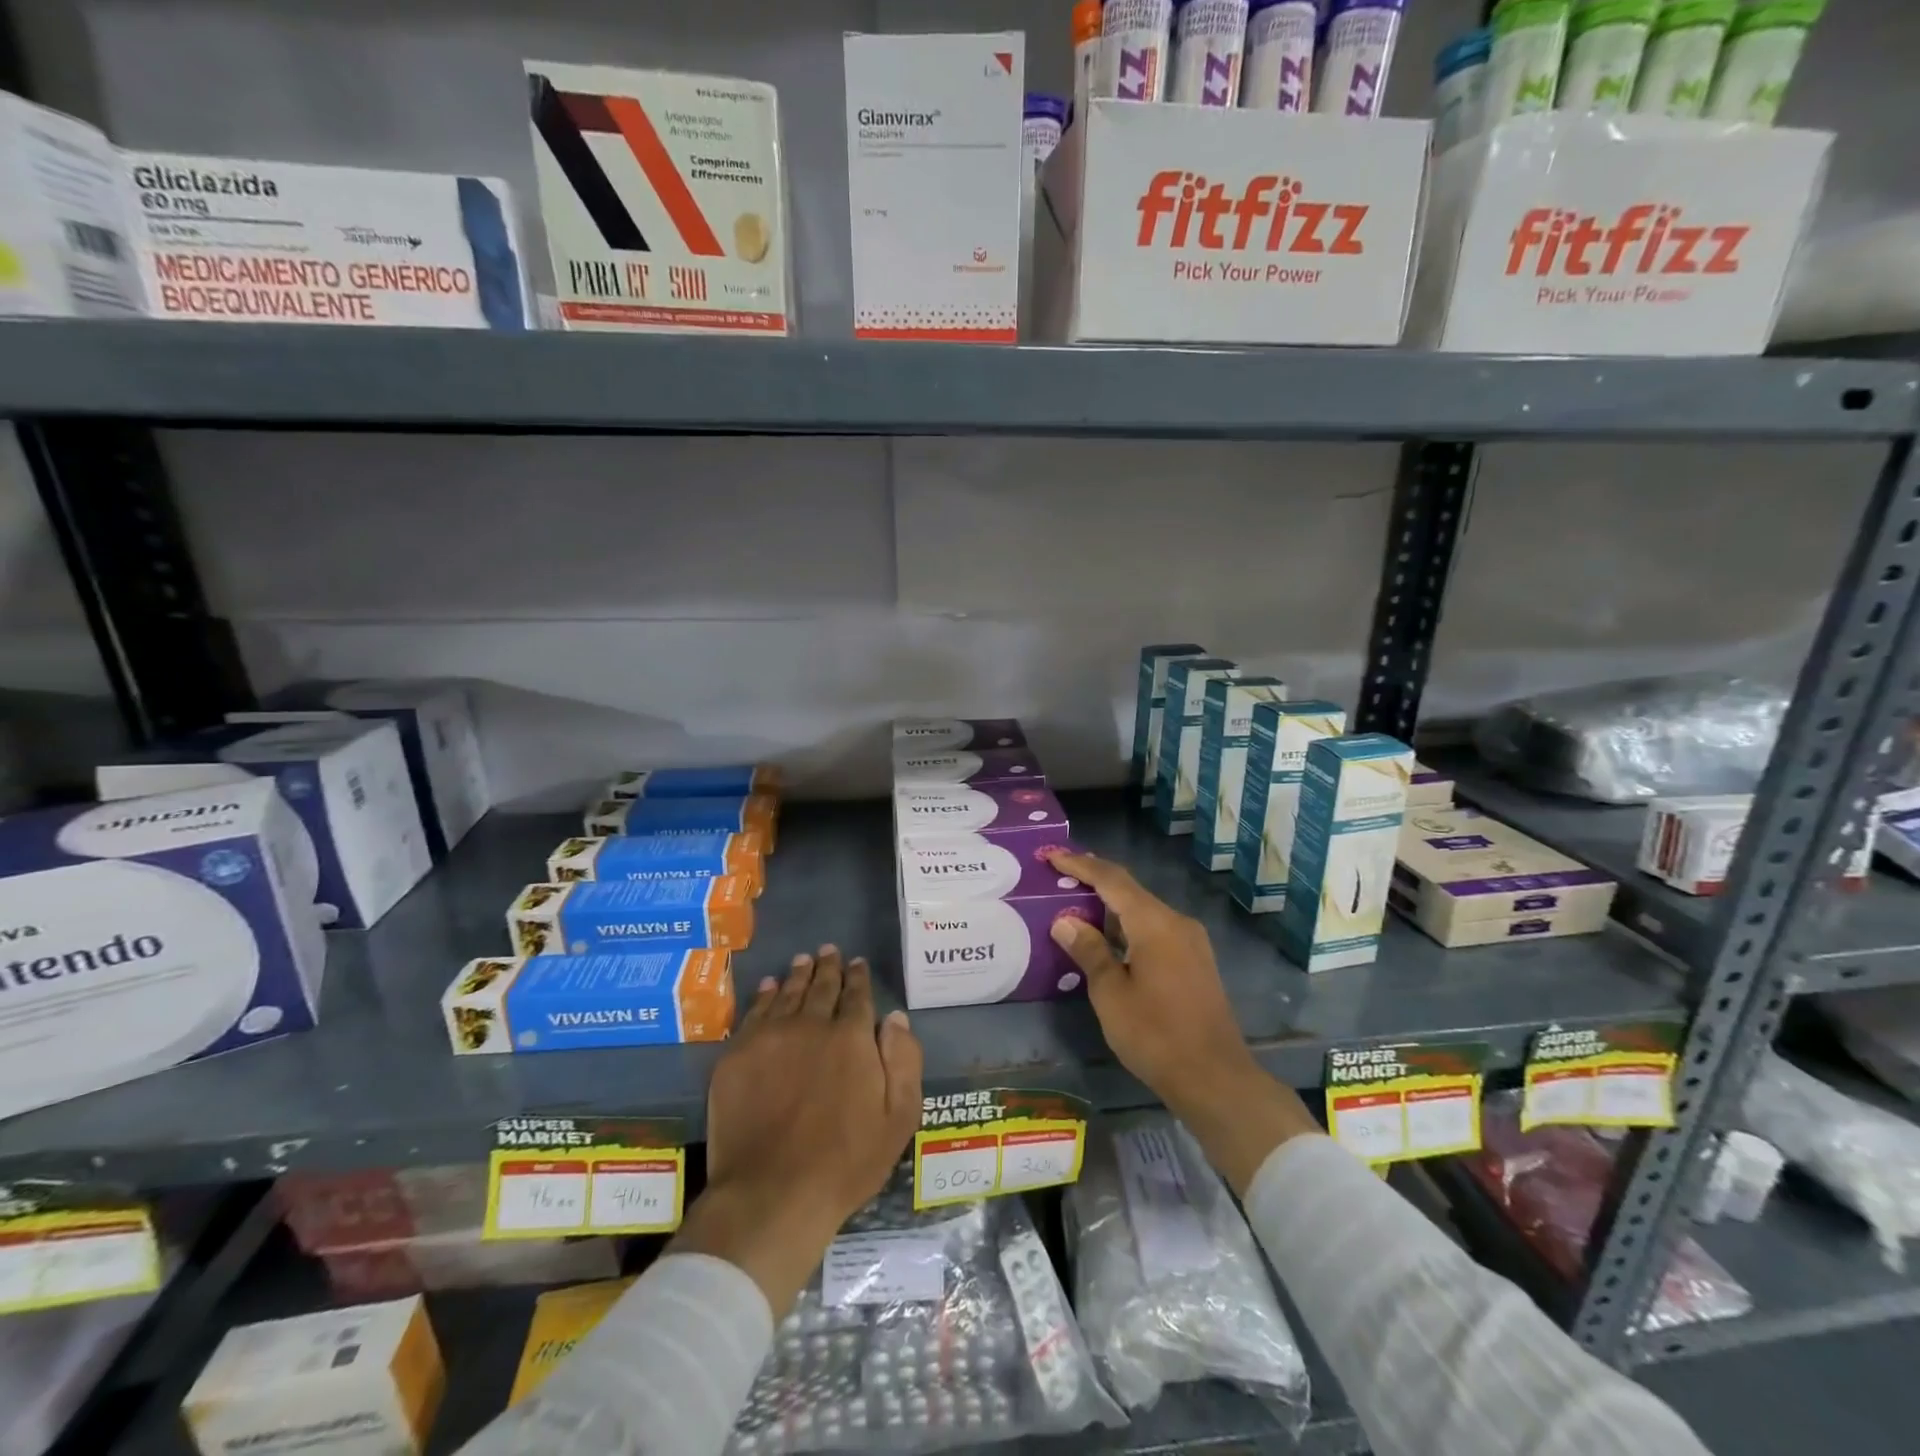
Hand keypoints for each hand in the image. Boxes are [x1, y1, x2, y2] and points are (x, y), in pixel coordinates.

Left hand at [671, 946, 922, 1313]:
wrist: (771, 1193)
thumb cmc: (845, 1162)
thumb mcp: (898, 1117)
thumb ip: (904, 1061)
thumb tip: (895, 1018)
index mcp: (851, 1038)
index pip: (857, 996)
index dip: (858, 977)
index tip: (858, 962)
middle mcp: (811, 1025)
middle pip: (821, 987)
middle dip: (828, 967)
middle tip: (829, 950)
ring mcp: (770, 1037)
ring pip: (787, 994)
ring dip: (798, 974)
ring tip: (803, 960)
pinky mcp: (737, 1055)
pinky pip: (754, 1013)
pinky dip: (765, 995)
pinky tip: (769, 987)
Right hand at [1041, 847, 1321, 1191]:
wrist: (1215, 1078)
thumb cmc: (1156, 1034)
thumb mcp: (1111, 993)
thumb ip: (1089, 951)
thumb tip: (1066, 921)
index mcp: (1154, 923)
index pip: (1112, 879)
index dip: (1081, 865)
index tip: (1052, 855)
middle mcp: (1176, 922)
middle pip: (1130, 890)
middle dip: (1095, 880)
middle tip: (1061, 874)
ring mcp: (1190, 942)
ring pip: (1144, 910)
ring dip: (1111, 906)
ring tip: (1077, 903)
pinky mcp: (1195, 961)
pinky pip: (1155, 929)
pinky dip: (1128, 925)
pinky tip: (1109, 938)